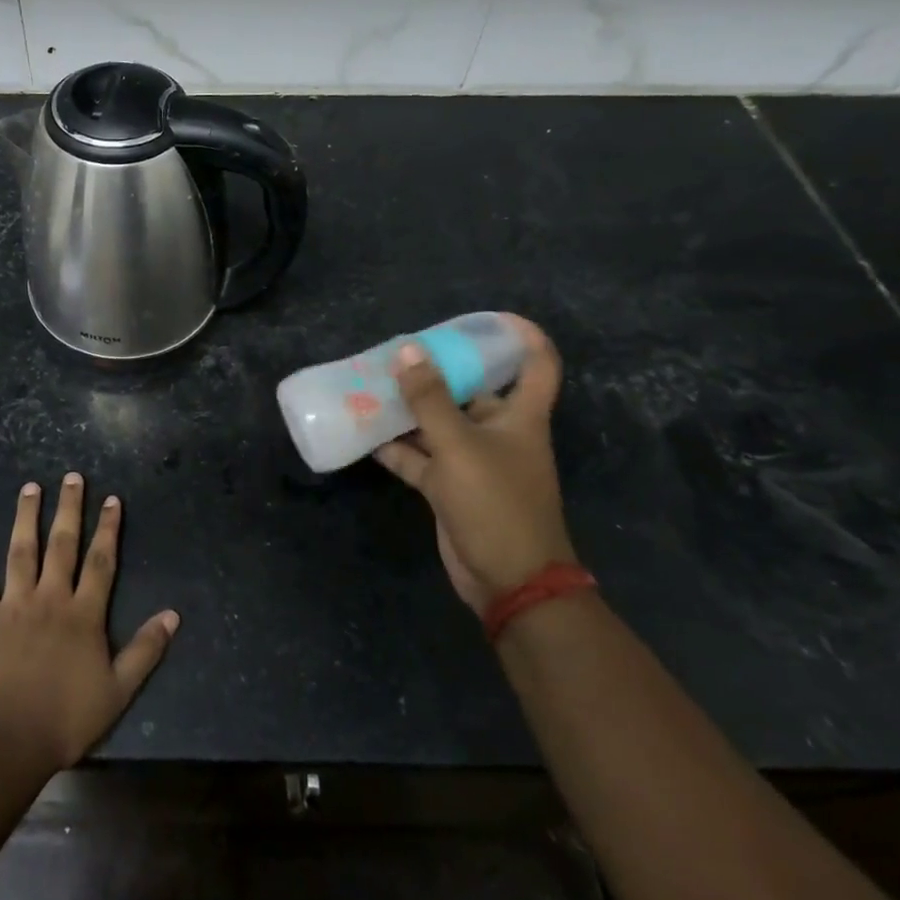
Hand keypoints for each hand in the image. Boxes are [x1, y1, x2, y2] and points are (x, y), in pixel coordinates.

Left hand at [0, 474, 178, 779]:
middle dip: (69, 508)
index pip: (101, 561)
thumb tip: (173, 614)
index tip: (111, 499)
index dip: (108, 528)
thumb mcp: (118, 691)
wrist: (5, 741)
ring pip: (22, 550)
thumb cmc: (65, 719)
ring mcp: (14, 603)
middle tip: (72, 477)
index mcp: (84, 614)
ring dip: (27, 516)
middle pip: (62, 544)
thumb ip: (145, 650)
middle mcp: (51, 597)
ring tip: (31, 487)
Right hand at [373, 315, 575, 613]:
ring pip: (437, 423)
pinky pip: (418, 457)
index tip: (490, 318)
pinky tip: (363, 431)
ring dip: (408, 408)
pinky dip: (394, 446)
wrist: (508, 581)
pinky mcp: (449, 487)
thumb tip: (409, 350)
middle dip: (439, 371)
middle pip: (472, 390)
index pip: (536, 365)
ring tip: (370, 383)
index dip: (521, 336)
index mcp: (519, 417)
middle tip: (401, 350)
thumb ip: (430, 399)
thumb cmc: (495, 503)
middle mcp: (497, 433)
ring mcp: (471, 461)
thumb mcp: (459, 446)